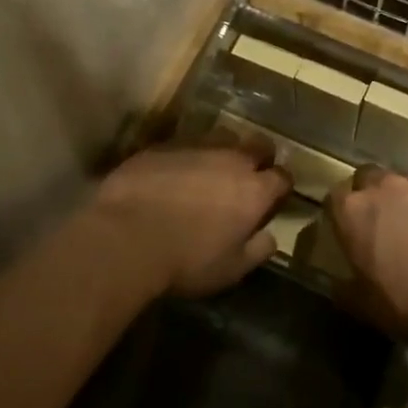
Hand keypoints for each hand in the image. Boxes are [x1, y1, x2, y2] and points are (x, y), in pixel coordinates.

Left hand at [94, 141, 291, 297]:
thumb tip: (270, 237)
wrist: (125, 237)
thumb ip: (257, 250)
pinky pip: (185, 143)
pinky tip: (174, 172)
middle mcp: (231, 159)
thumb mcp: (230, 270)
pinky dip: (188, 155)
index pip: (282, 177)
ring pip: (223, 136)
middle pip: (258, 144)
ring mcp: (196, 146)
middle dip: (259, 157)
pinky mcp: (163, 145)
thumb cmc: (185, 261)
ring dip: (224, 150)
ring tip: (211, 169)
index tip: (272, 199)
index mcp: (254, 190)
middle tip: (248, 176)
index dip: (280, 188)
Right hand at [326, 167, 407, 356]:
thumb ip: (347, 289)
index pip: (335, 199)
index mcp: (354, 212)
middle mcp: (387, 188)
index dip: (341, 215)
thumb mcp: (366, 306)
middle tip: (384, 227)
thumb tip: (340, 286)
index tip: (349, 234)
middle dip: (375, 196)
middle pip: (371, 179)